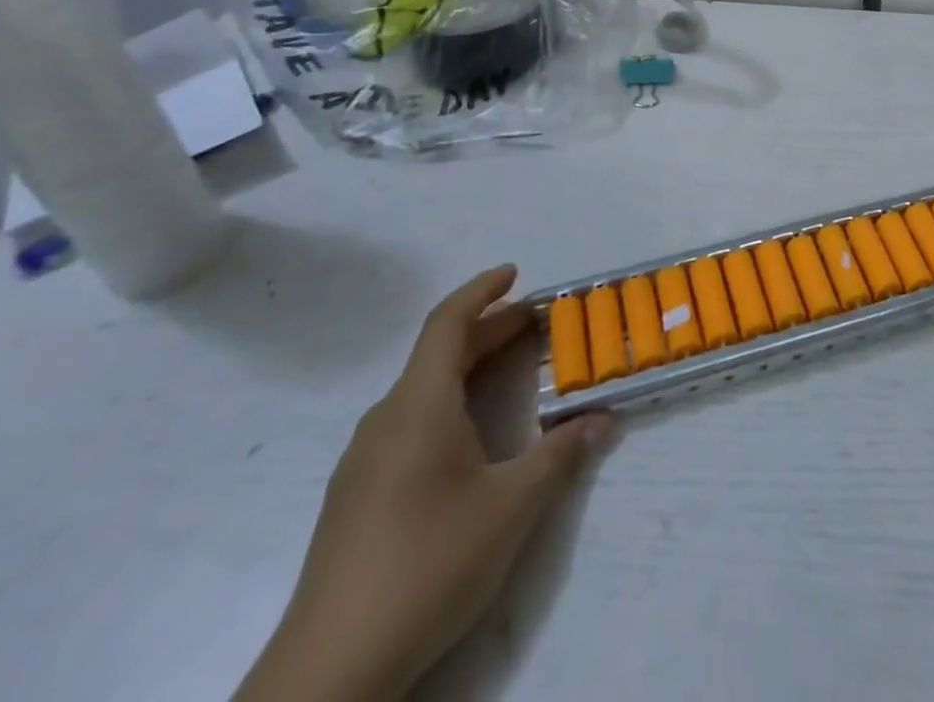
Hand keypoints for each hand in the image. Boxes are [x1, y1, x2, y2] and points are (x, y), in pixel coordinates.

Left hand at [237, 267, 614, 701]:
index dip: (481, 290)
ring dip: (467, 368)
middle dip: (488, 330)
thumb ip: (560, 454)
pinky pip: (407, 423)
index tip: (515, 272)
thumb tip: (604, 418)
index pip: (447, 323)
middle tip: (535, 323)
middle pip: (438, 354)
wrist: (329, 672)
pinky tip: (468, 438)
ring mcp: (363, 461)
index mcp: (418, 406)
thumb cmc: (428, 563)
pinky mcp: (354, 498)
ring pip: (421, 391)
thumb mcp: (511, 506)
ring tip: (508, 372)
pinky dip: (446, 403)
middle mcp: (385, 421)